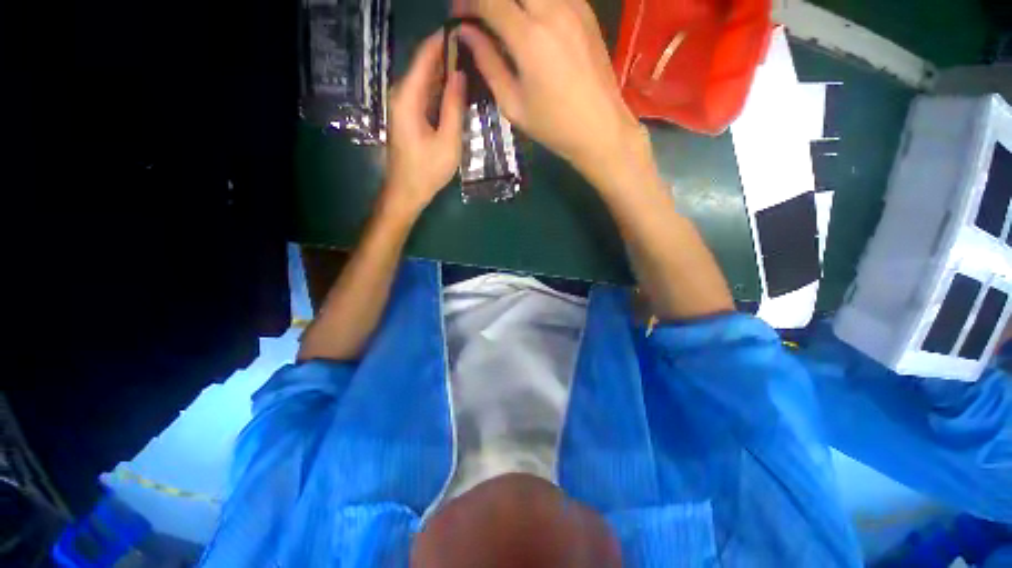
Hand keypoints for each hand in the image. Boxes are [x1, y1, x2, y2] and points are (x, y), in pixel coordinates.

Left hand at [382, 30, 465, 218]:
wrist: (406, 192)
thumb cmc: (427, 170)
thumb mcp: (448, 141)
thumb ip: (454, 106)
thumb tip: (461, 73)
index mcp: (408, 96)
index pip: (426, 55)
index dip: (444, 39)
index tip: (466, 30)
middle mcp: (401, 94)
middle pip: (425, 64)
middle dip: (448, 54)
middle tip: (476, 49)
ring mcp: (403, 104)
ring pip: (426, 78)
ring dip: (446, 71)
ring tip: (472, 65)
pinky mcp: (408, 115)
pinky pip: (426, 93)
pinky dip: (441, 88)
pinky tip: (458, 89)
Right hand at [458, 0, 642, 183]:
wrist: (601, 128)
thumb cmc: (554, 126)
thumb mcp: (513, 105)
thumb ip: (488, 64)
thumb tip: (466, 33)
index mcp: (530, 38)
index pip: (489, 0)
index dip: (468, 3)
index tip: (460, 17)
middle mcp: (552, 10)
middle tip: (482, 17)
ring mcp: (574, 6)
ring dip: (513, 2)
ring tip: (505, 22)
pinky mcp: (587, 11)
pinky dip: (535, 4)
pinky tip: (531, 23)